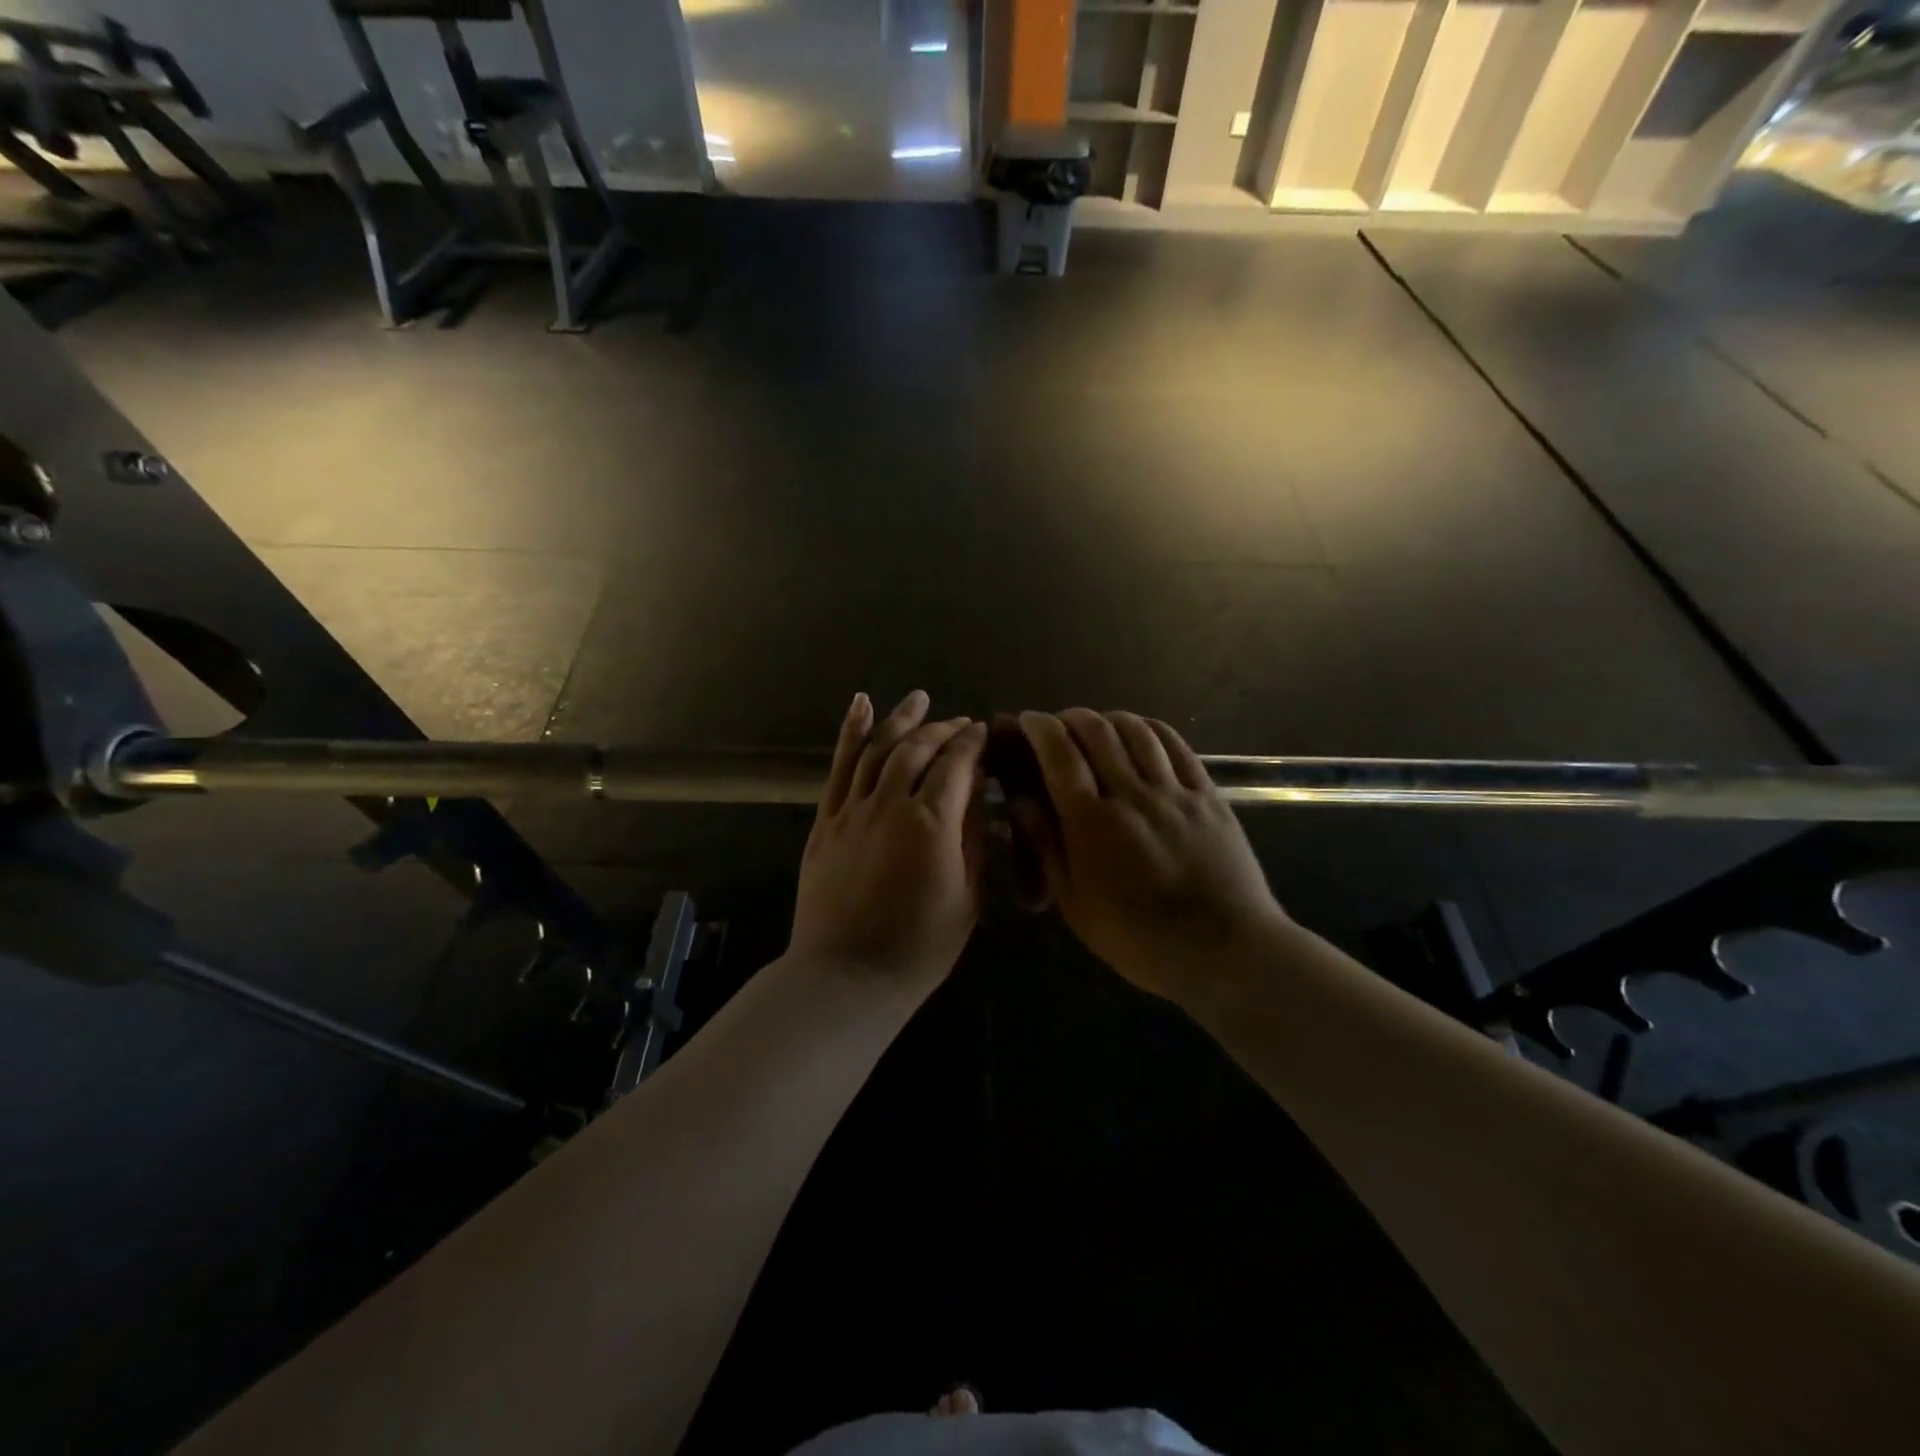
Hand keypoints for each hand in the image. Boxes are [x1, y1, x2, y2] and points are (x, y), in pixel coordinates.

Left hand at [790, 690, 988, 992]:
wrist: (847, 978)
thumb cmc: (919, 948)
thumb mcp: (967, 899)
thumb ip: (973, 841)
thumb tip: (977, 798)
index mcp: (931, 824)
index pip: (957, 766)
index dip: (972, 744)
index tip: (983, 731)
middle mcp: (890, 804)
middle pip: (918, 750)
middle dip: (942, 730)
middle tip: (960, 723)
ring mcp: (852, 810)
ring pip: (878, 749)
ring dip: (901, 720)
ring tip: (918, 699)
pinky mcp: (826, 821)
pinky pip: (839, 768)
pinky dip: (850, 733)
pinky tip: (861, 705)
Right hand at [1015, 709, 1285, 1002]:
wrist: (1224, 950)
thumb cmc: (1139, 939)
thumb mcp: (1076, 904)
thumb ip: (1046, 847)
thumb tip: (1021, 802)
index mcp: (1091, 823)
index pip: (1059, 754)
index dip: (1039, 728)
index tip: (1028, 720)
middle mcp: (1131, 794)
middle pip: (1096, 731)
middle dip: (1070, 718)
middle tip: (1059, 726)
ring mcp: (1174, 792)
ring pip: (1137, 730)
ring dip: (1109, 718)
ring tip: (1097, 726)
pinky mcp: (1207, 795)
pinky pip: (1176, 746)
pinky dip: (1151, 728)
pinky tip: (1142, 732)